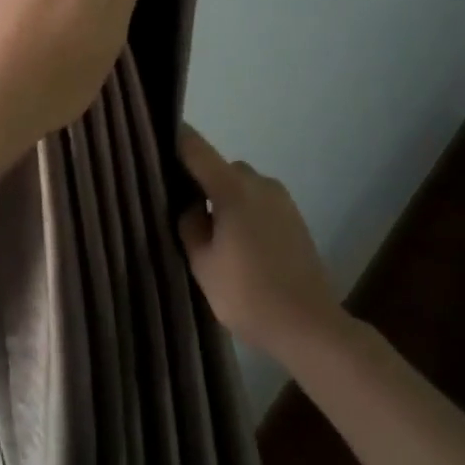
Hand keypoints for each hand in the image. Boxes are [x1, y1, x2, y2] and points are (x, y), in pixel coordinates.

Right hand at [177, 126, 341, 357]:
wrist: (308, 324)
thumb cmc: (247, 294)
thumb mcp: (202, 263)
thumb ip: (190, 225)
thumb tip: (191, 204)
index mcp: (232, 188)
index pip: (196, 148)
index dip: (175, 140)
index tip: (156, 139)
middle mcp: (259, 183)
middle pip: (220, 168)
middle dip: (202, 183)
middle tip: (185, 214)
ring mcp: (282, 199)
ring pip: (242, 186)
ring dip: (226, 200)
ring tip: (215, 237)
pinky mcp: (295, 218)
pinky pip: (260, 202)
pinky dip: (245, 213)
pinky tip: (240, 247)